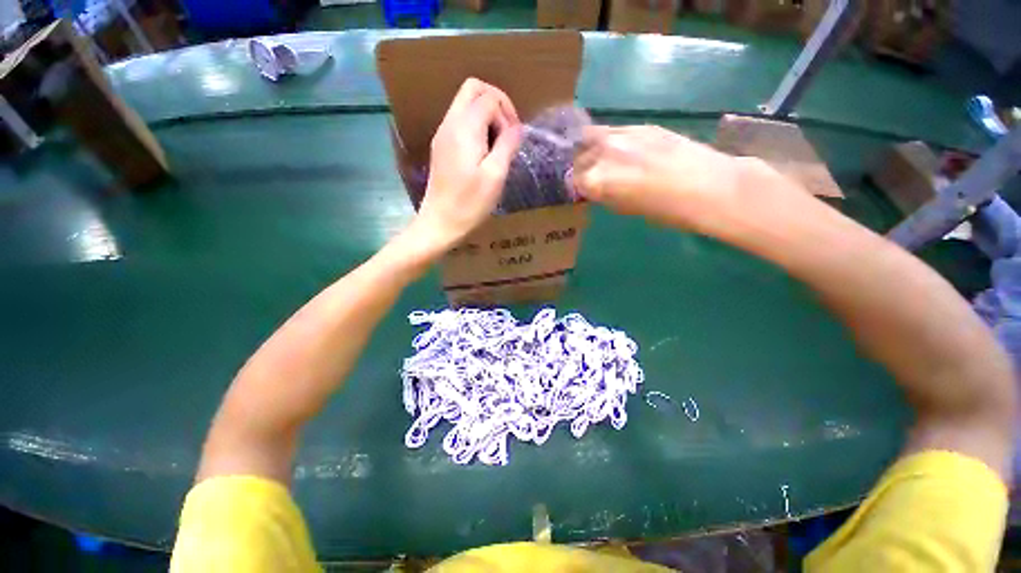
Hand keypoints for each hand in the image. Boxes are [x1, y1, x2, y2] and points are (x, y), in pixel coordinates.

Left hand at [413, 78, 521, 248]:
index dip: (507, 113)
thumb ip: (507, 145)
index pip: (489, 98)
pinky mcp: (441, 147)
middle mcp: (450, 123)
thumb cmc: (470, 204)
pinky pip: (460, 121)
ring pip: (465, 104)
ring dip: (486, 115)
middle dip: (496, 103)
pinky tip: (484, 153)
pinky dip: (476, 127)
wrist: (440, 223)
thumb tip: (517, 127)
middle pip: (473, 89)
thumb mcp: (495, 176)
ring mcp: (443, 134)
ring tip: (498, 145)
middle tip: (508, 132)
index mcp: (464, 128)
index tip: (514, 140)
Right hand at [572, 125, 755, 234]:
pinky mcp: (640, 125)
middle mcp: (602, 153)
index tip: (581, 190)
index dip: (577, 186)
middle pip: (578, 156)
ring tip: (601, 159)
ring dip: (590, 149)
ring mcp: (621, 134)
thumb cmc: (664, 210)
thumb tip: (594, 187)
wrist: (707, 186)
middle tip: (589, 175)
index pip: (573, 179)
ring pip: (591, 137)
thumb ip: (603, 194)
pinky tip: (621, 150)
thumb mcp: (623, 208)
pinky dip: (610, 141)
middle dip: (580, 166)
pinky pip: (613, 131)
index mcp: (596, 180)